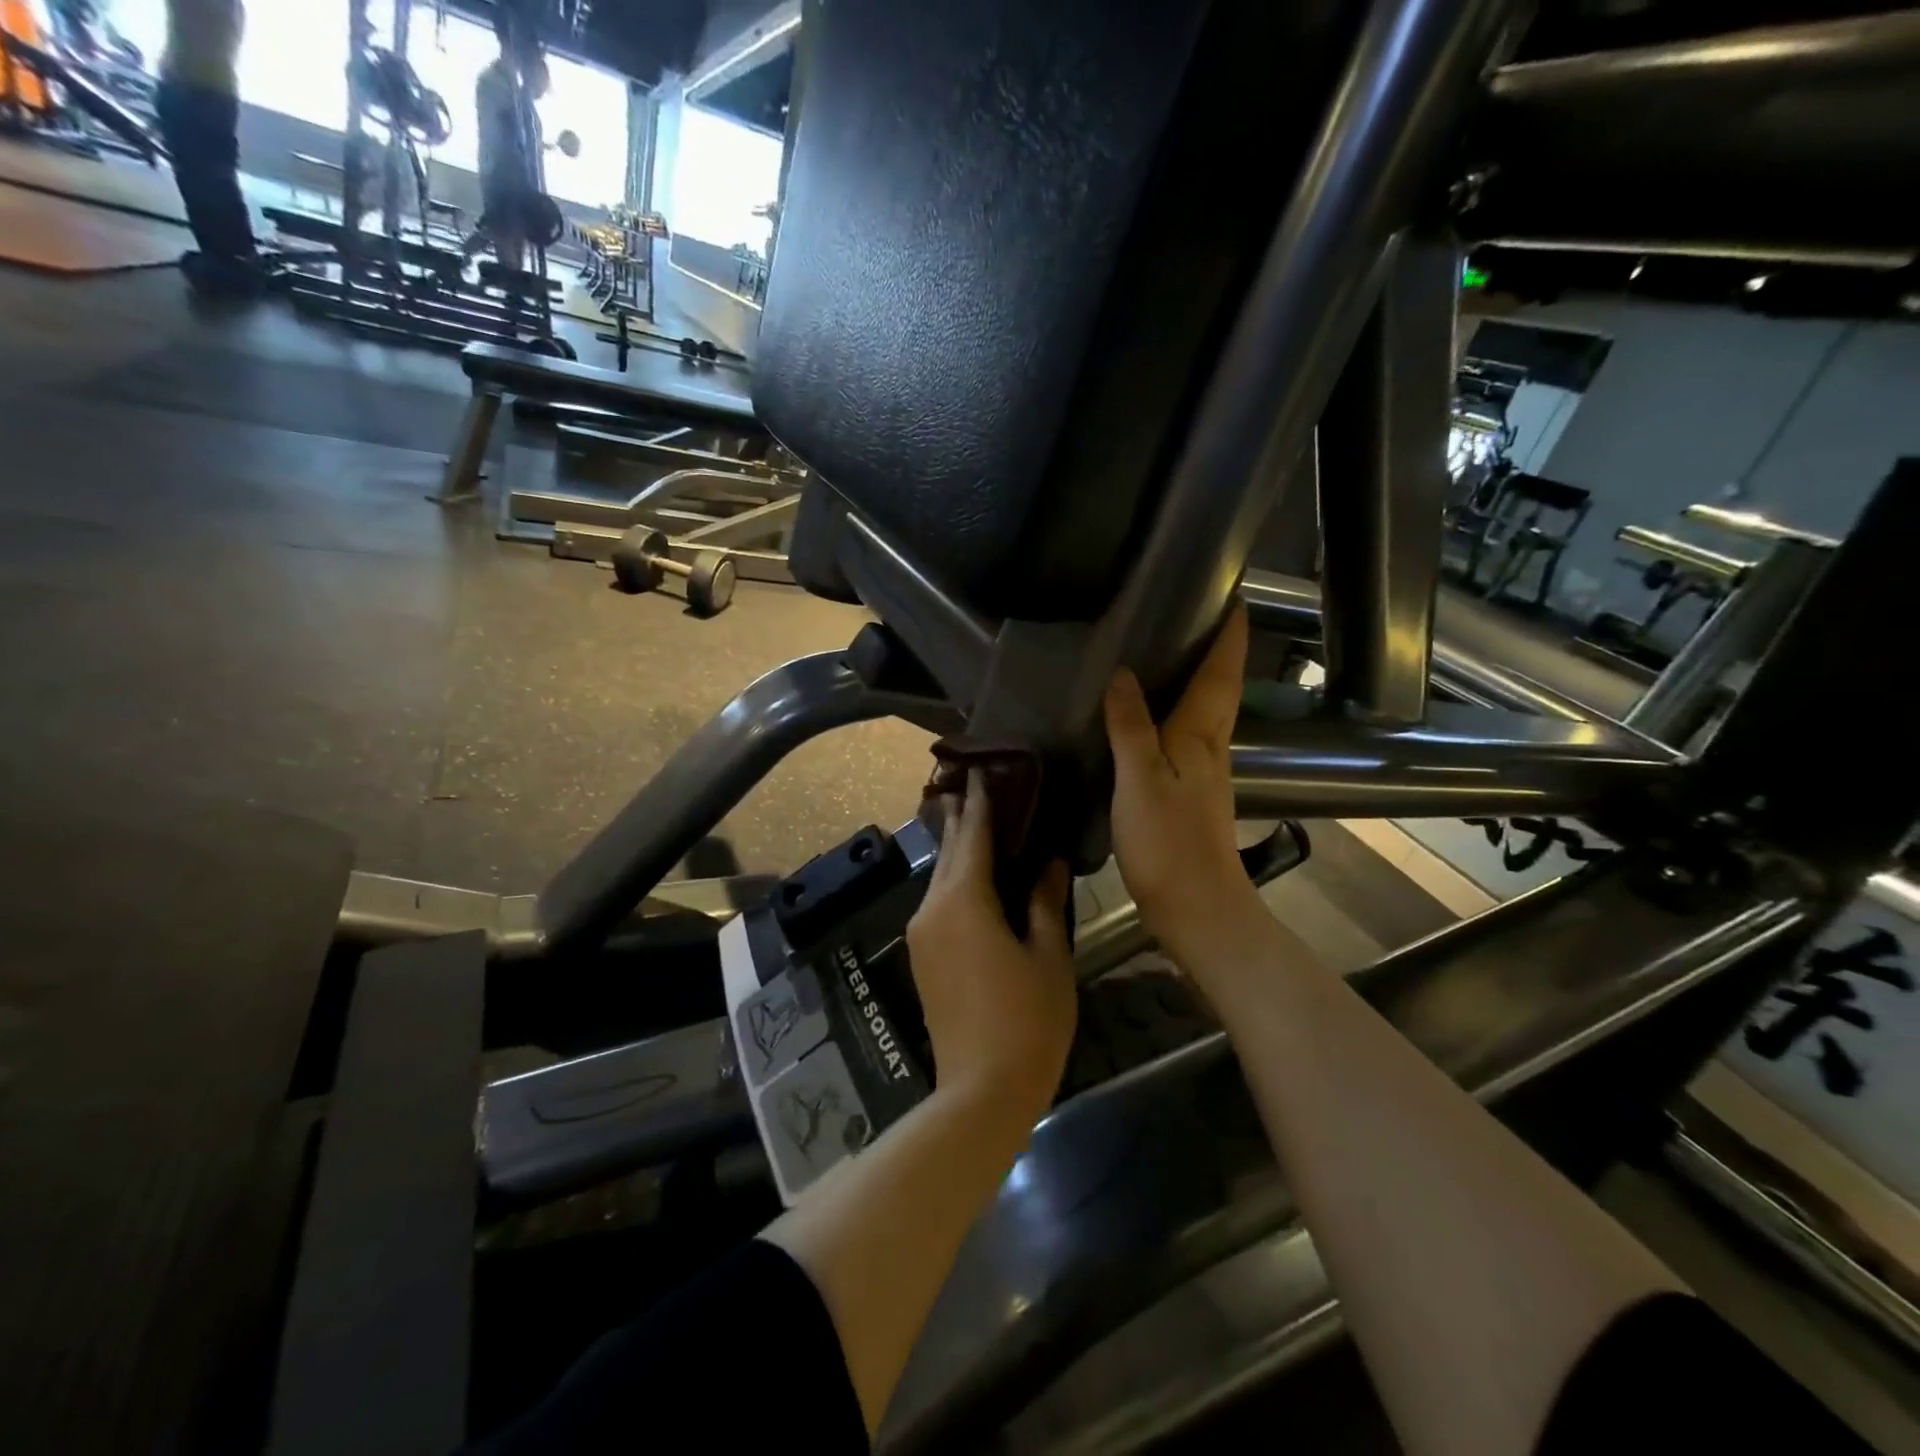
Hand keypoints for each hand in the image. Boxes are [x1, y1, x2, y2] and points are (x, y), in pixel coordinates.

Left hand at [905, 770, 1077, 1113]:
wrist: (980, 1090)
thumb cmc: (1027, 1021)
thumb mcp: (1048, 956)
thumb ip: (1043, 902)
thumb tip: (1048, 862)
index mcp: (964, 902)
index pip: (972, 837)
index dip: (981, 803)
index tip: (984, 770)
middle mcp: (933, 909)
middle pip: (948, 852)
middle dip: (960, 817)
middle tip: (973, 783)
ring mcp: (922, 933)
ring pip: (940, 877)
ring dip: (956, 849)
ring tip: (973, 820)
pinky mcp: (923, 956)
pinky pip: (938, 902)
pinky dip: (955, 879)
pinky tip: (971, 875)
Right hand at [1104, 603, 1270, 976]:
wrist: (1195, 906)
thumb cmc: (1169, 842)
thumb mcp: (1140, 779)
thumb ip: (1130, 726)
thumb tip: (1123, 673)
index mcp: (1202, 734)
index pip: (1222, 671)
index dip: (1231, 633)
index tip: (1236, 594)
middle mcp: (1210, 745)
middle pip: (1220, 686)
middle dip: (1218, 648)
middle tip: (1198, 611)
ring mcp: (1203, 771)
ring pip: (1205, 710)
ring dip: (1199, 676)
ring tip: (1173, 649)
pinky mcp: (1189, 792)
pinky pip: (1186, 735)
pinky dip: (1176, 710)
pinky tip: (1152, 713)